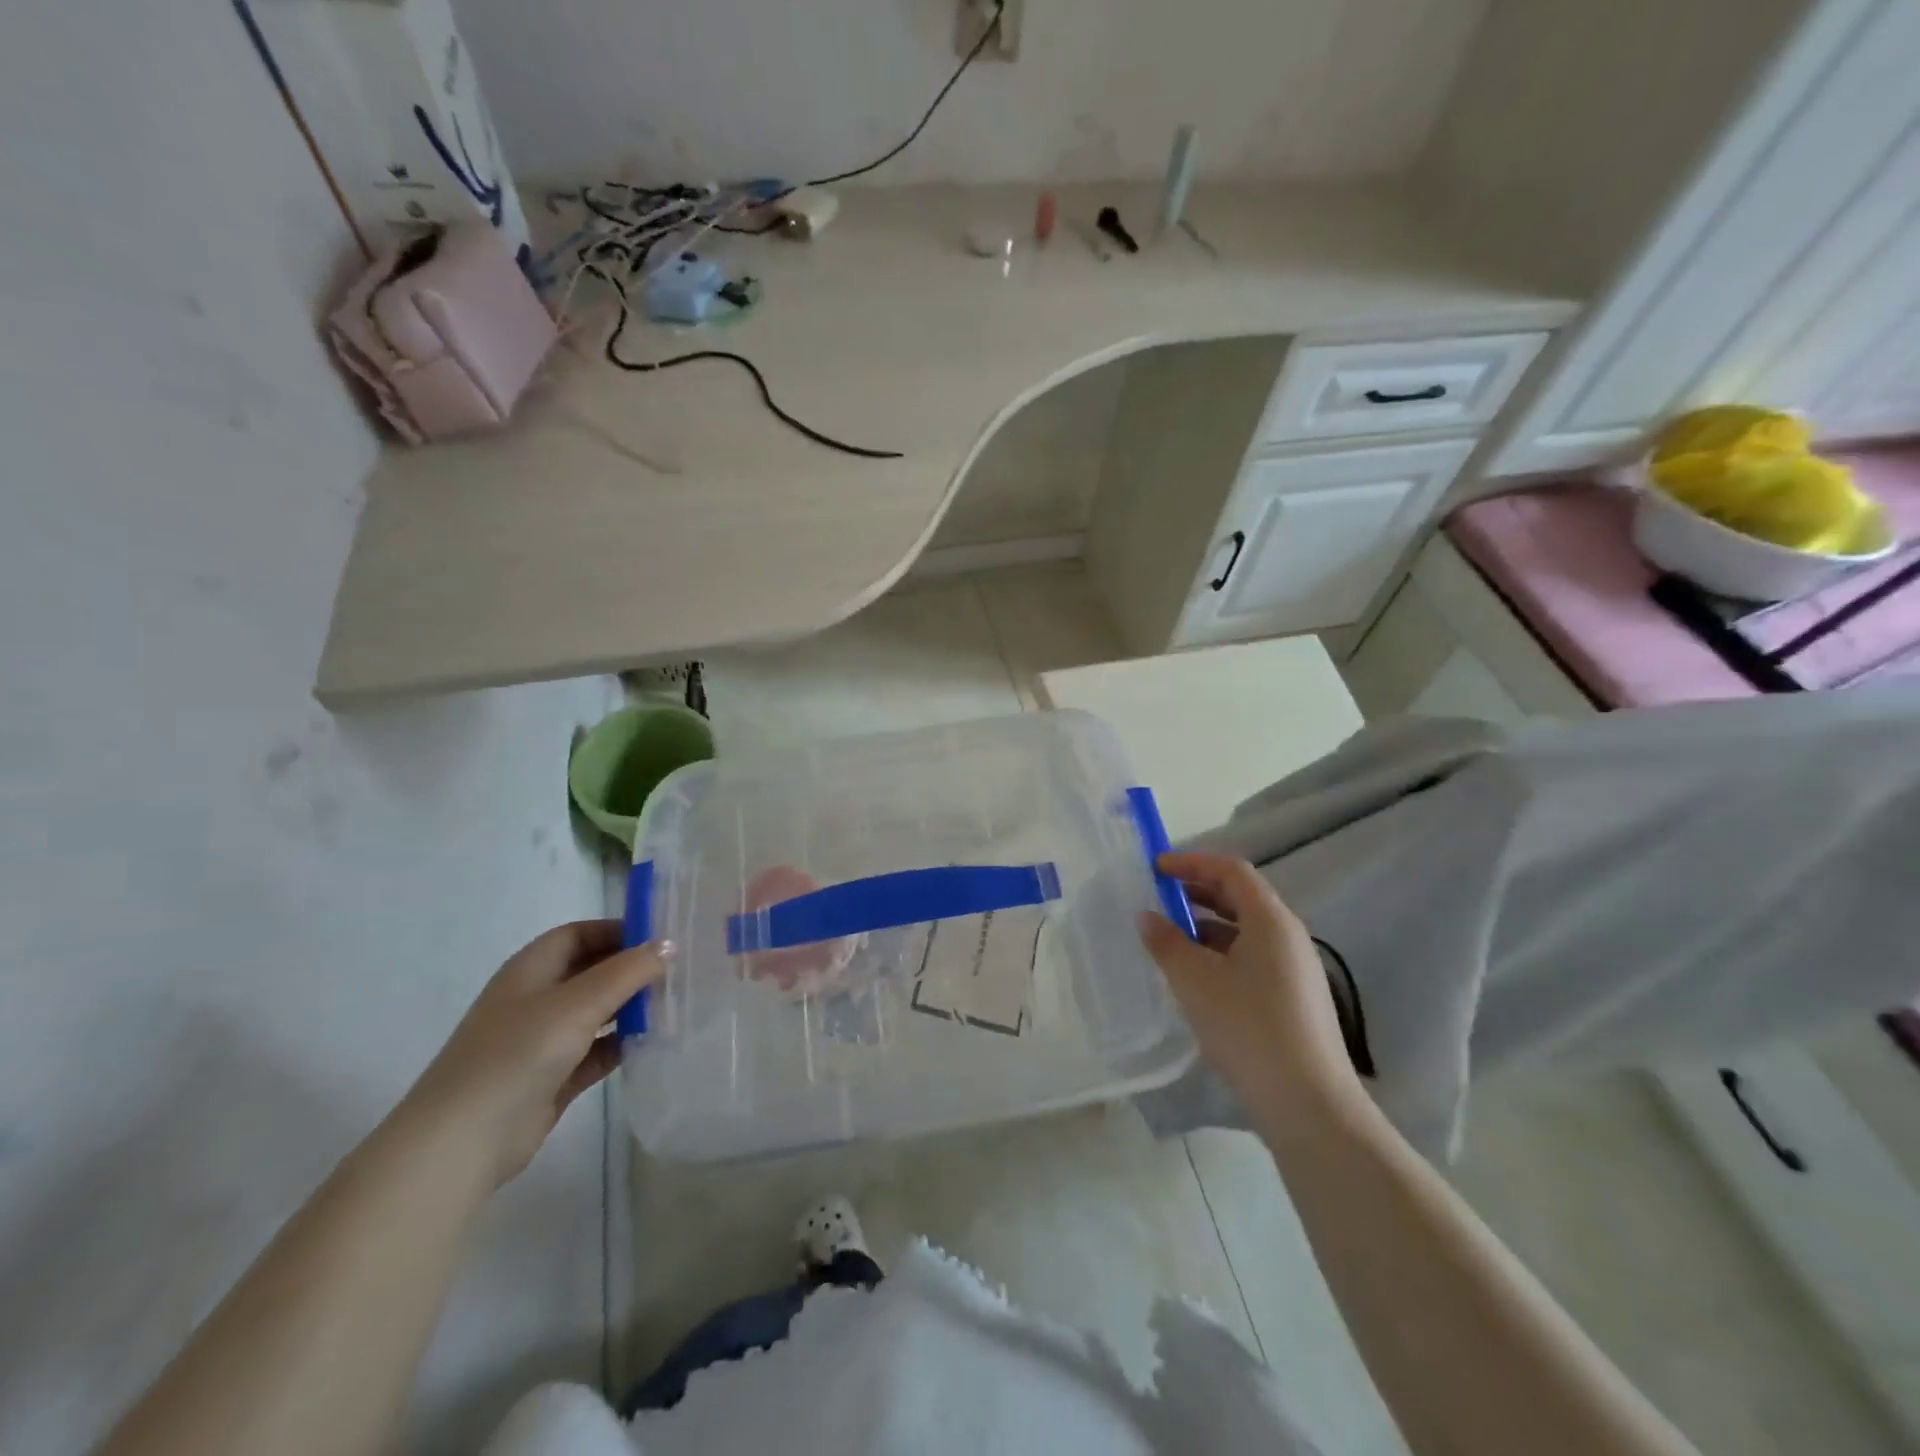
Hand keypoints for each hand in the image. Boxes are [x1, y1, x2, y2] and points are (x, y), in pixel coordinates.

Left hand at [398, 921, 667, 1186]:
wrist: (464, 1141)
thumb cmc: (518, 1053)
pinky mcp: (552, 1077)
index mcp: (531, 970)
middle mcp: (535, 999)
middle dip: (630, 969)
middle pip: (591, 971)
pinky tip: (653, 1043)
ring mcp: (542, 1040)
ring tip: (675, 1005)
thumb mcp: (578, 1002)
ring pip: (596, 1012)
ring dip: (630, 1007)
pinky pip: (596, 1050)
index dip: (618, 930)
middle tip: (678, 971)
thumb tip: (669, 945)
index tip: (662, 938)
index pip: (579, 934)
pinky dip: (621, 1044)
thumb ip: (628, 971)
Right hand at [1139, 852, 1365, 1137]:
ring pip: (1245, 930)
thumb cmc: (1248, 1028)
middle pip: (1241, 897)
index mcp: (1270, 920)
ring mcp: (1295, 969)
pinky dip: (1220, 953)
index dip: (1192, 862)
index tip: (1155, 868)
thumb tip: (1147, 916)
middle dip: (1197, 892)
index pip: (1231, 870)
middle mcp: (1289, 936)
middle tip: (1158, 898)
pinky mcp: (1294, 999)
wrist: (1308, 1105)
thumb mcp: (1195, 980)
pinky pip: (1252, 957)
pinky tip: (1196, 977)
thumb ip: (1166, 942)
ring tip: (1169, 939)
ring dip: (1206, 925)